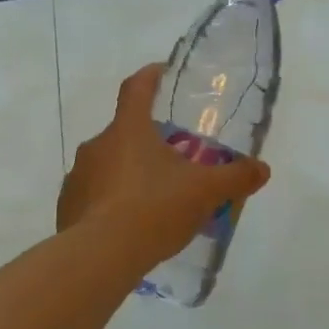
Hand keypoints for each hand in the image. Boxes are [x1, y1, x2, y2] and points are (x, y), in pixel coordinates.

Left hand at [58, 63, 272, 269]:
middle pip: (125, 132)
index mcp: (128, 130)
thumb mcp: (204, 192)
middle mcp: (97, 145)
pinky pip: (93, 196)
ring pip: (108, 166)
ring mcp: (77, 176)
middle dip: (148, 141)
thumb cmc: (153, 209)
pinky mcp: (67, 207)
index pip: (136, 88)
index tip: (162, 71)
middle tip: (174, 160)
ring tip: (154, 200)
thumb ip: (235, 177)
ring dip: (129, 174)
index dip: (150, 76)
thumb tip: (261, 169)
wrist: (98, 257)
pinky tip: (130, 227)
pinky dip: (111, 203)